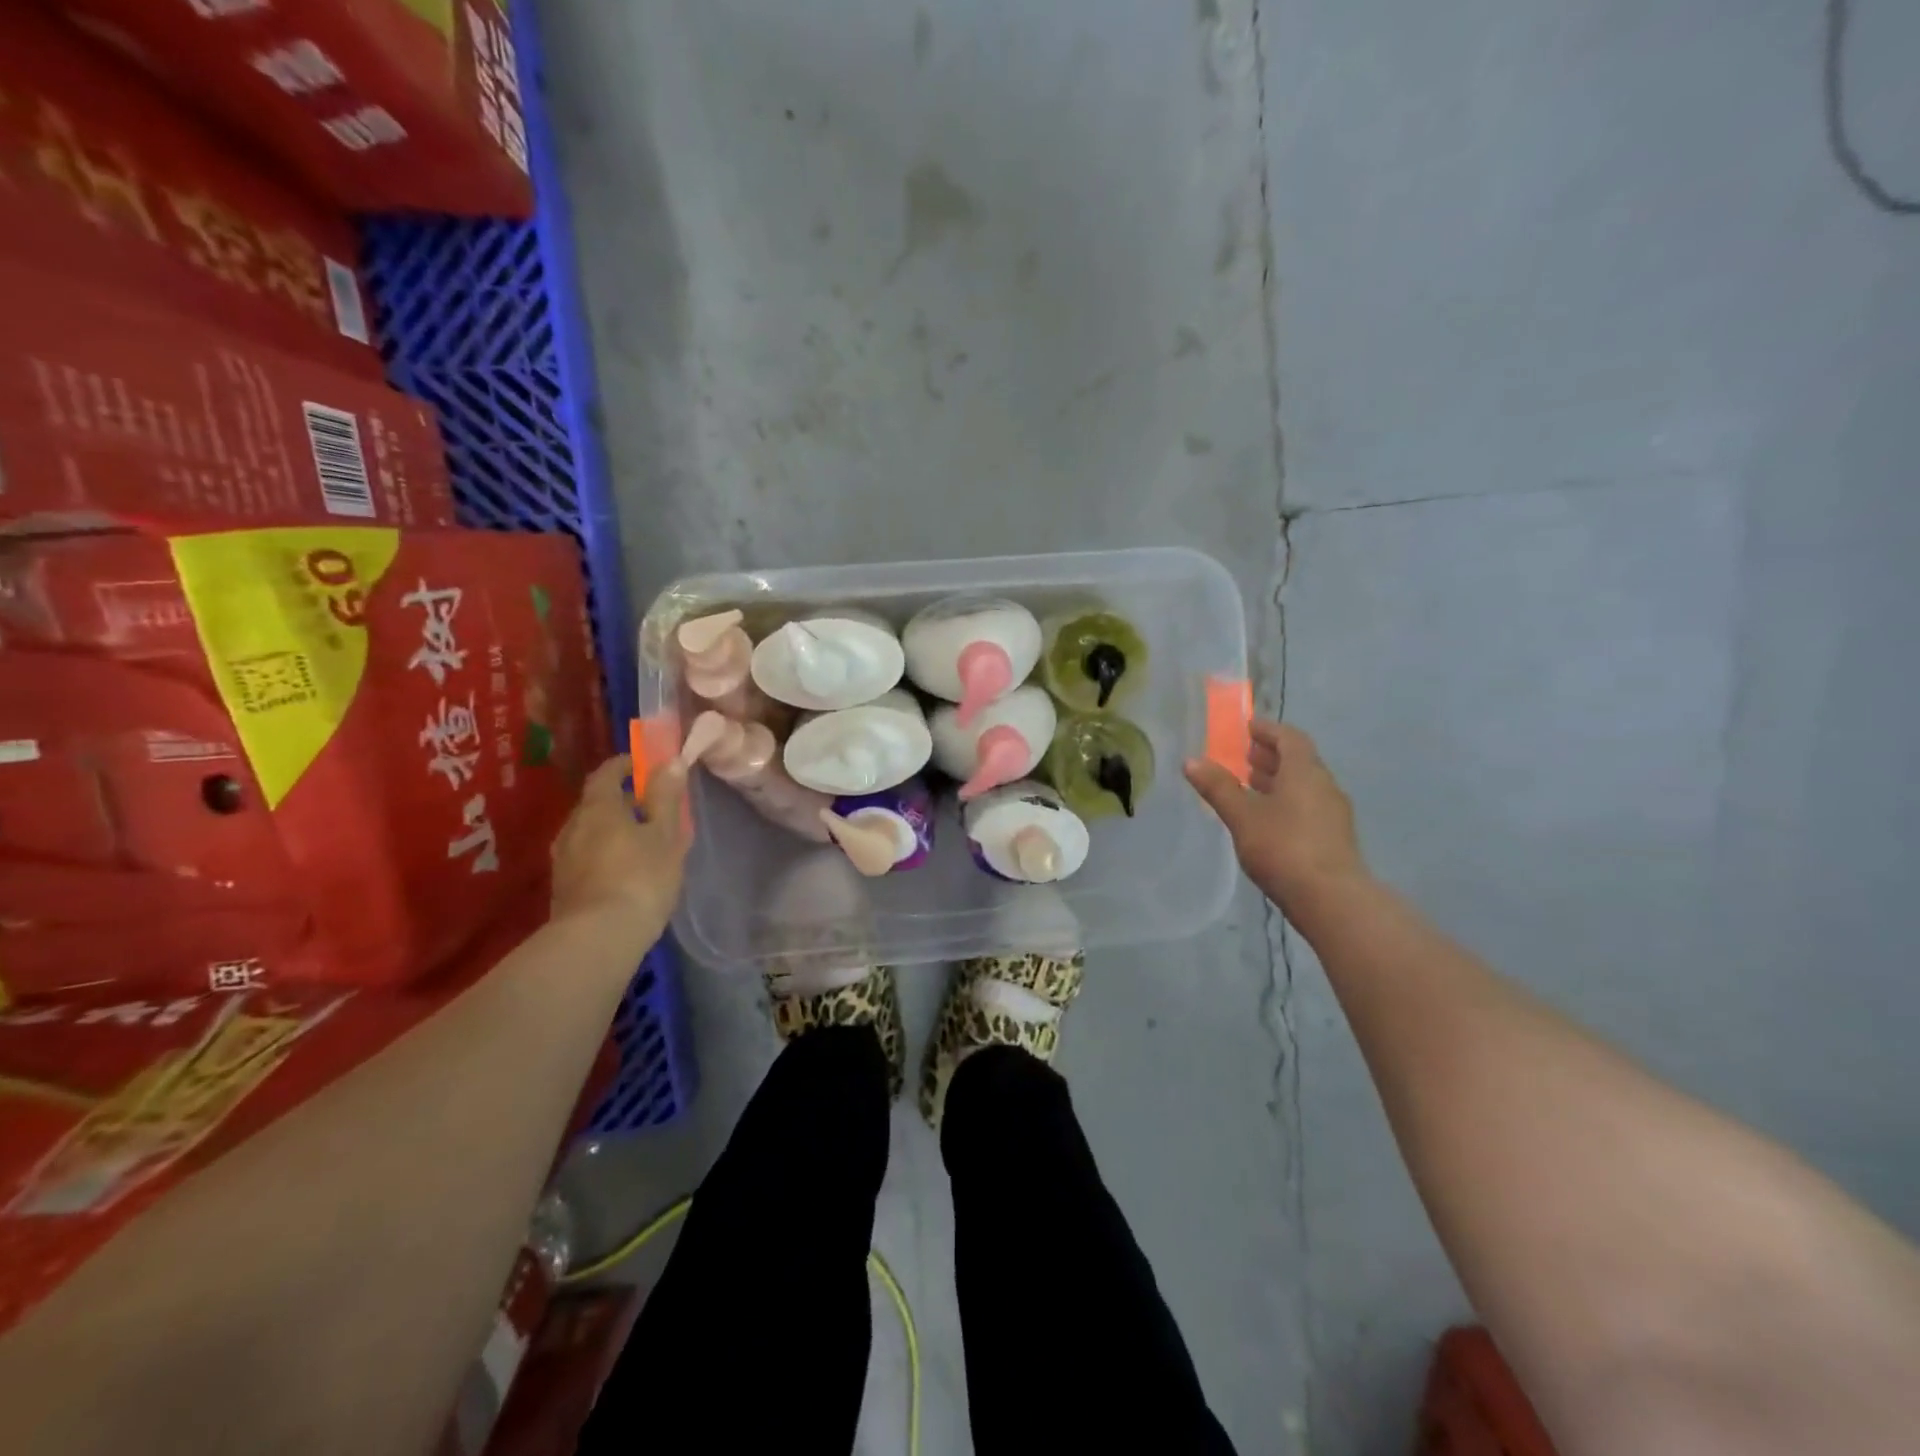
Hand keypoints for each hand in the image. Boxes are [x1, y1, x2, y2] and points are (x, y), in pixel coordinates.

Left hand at [550, 754, 688, 950]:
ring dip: (613, 830)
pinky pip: (586, 857)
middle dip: (622, 801)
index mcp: (598, 807)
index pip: (607, 772)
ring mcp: (562, 859)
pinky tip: (625, 872)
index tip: (647, 766)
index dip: (627, 765)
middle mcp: (572, 826)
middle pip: (596, 803)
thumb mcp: (665, 835)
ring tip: (642, 843)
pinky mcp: (562, 888)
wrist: (597, 939)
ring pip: (590, 832)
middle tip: (652, 808)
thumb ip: (666, 798)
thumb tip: (670, 762)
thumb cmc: (640, 877)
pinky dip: (605, 854)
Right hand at [1185, 720, 1368, 912]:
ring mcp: (1333, 813)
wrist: (1331, 899)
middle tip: (1243, 757)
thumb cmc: (1283, 847)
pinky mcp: (1334, 838)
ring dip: (1278, 780)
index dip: (1267, 730)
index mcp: (1304, 771)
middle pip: (1298, 760)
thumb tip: (1191, 760)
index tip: (1246, 727)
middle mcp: (1324, 785)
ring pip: (1304, 786)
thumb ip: (1218, 787)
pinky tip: (1268, 820)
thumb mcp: (1242, 816)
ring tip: (1250, 787)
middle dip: (1270, 756)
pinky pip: (1308, 806)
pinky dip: (1287, 802)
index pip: (1289, 737)